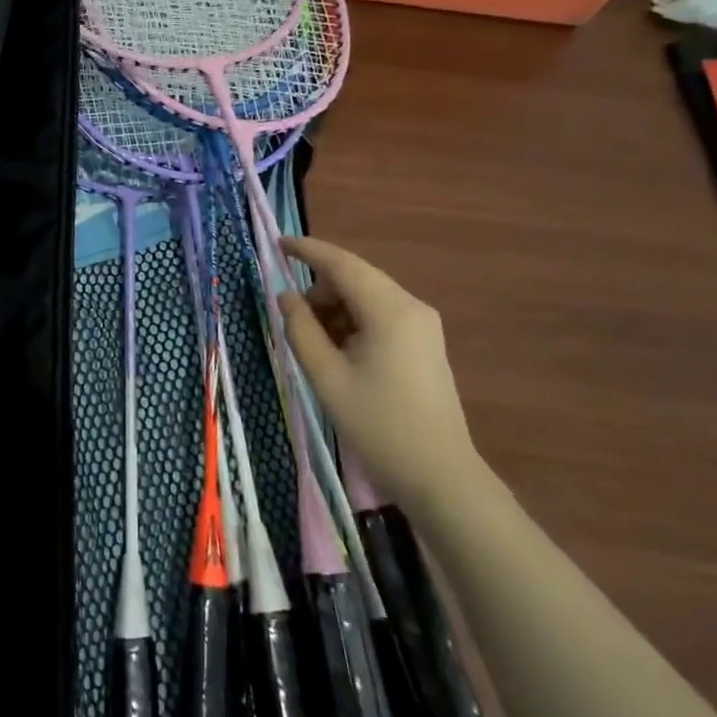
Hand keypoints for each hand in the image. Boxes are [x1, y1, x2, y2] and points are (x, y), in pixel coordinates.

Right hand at [278, 236, 487, 515]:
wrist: (438, 474)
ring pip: (367, 298)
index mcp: (389, 310)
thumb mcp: (326, 377)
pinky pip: (380, 316)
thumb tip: (285, 296)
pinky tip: (339, 353)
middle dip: (319, 291)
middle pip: (355, 279)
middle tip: (293, 324)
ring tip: (315, 347)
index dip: (308, 251)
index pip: (342, 264)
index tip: (277, 243)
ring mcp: (422, 324)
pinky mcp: (424, 343)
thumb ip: (301, 329)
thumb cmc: (377, 425)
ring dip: (335, 310)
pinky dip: (353, 323)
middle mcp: (411, 306)